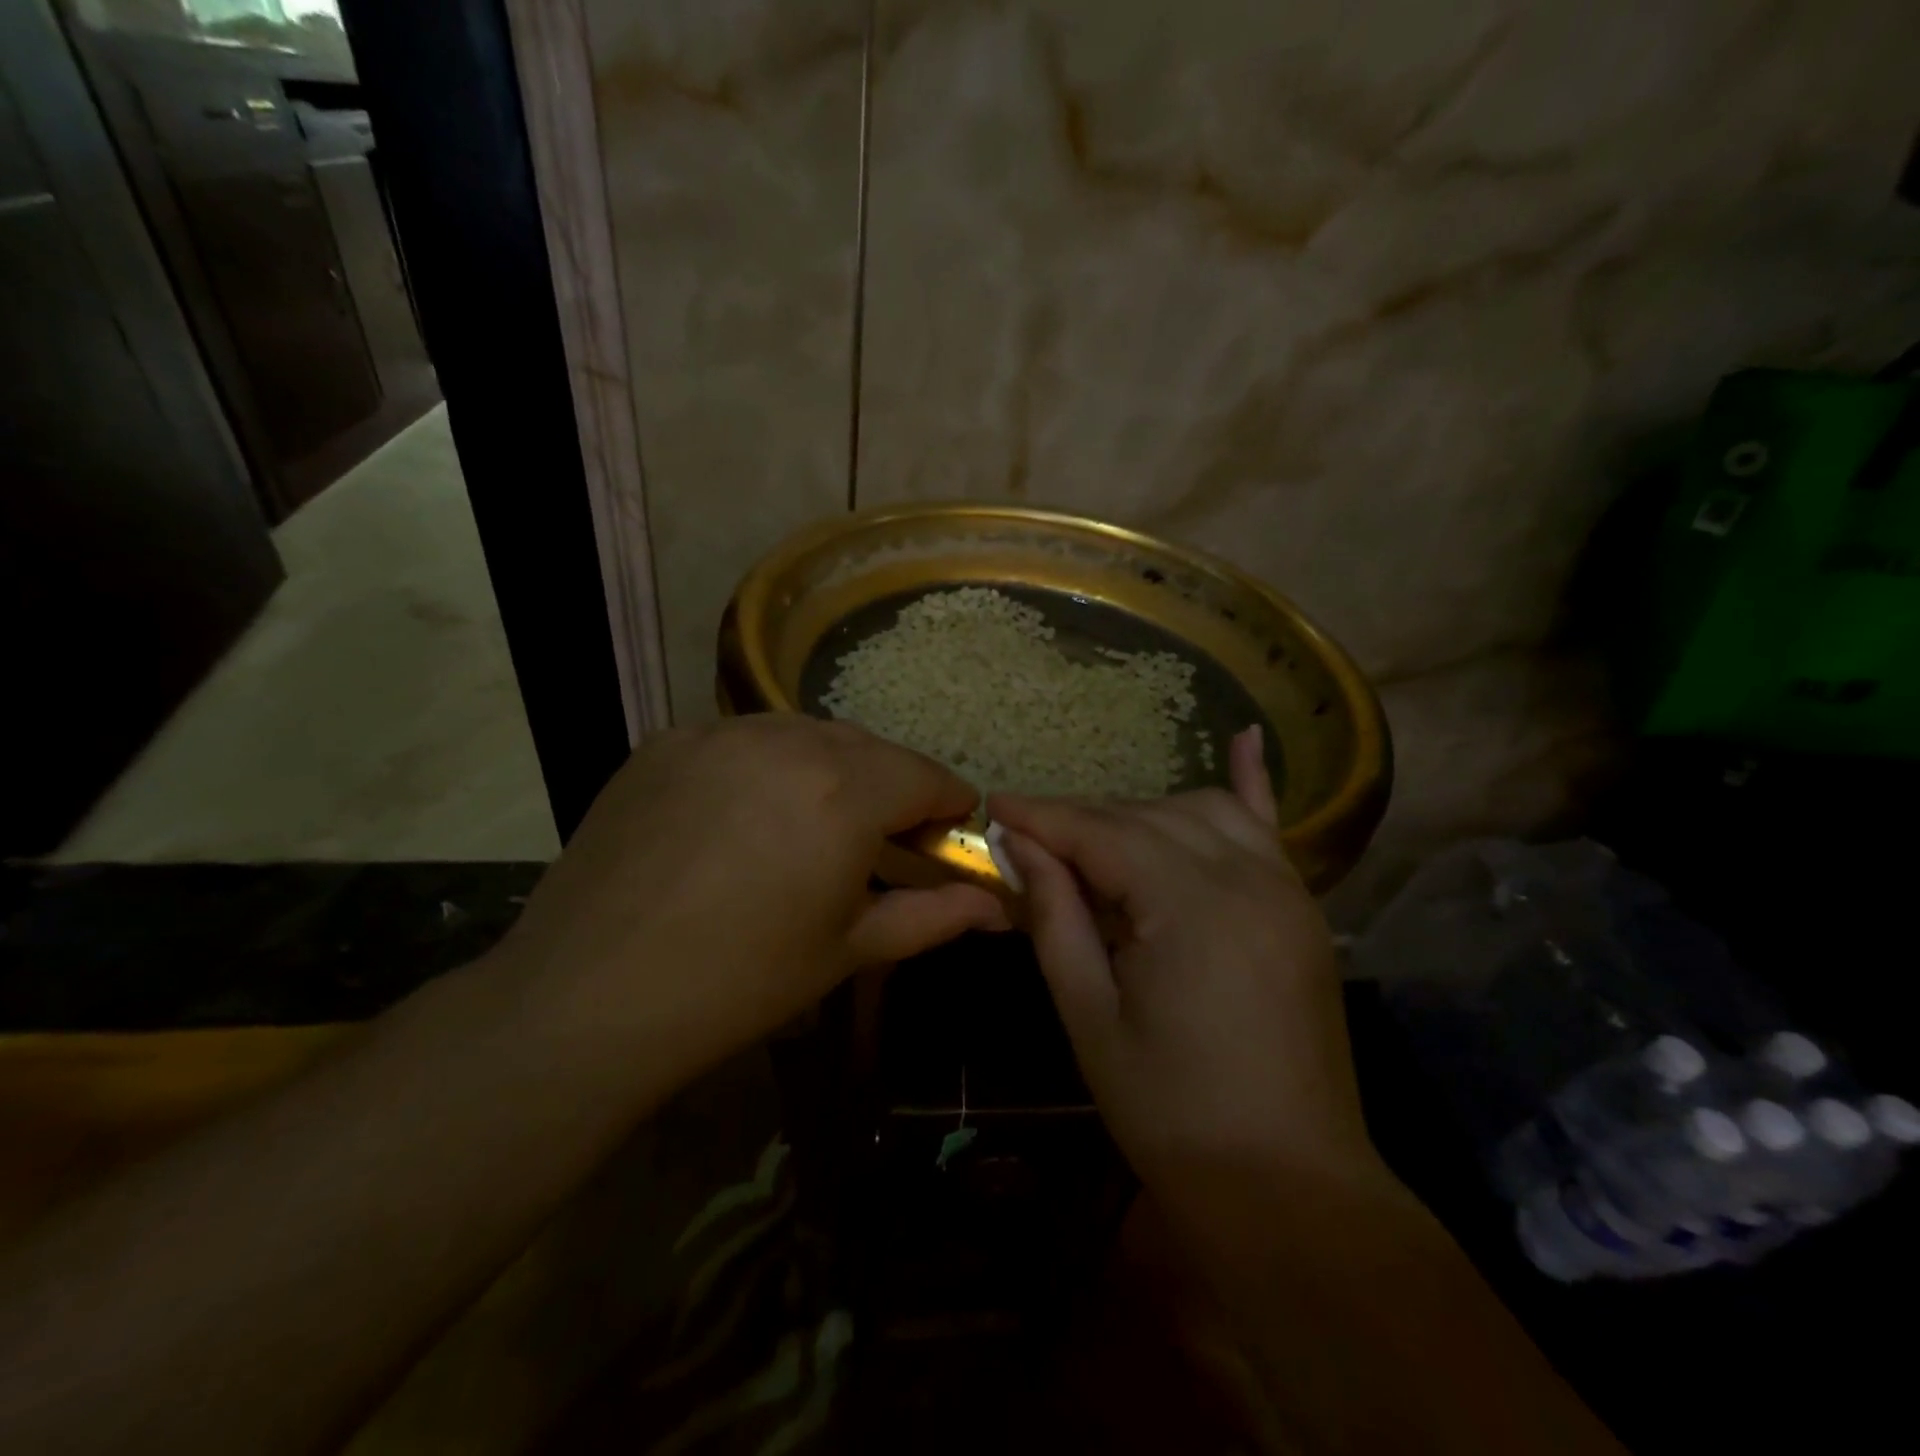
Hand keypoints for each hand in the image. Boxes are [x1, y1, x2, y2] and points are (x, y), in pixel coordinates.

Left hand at [492, 715, 1006, 1078]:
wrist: (587, 997)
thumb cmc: (740, 983)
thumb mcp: (849, 950)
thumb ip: (934, 916)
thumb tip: (998, 908)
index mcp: (845, 792)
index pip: (926, 775)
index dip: (948, 803)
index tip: (949, 832)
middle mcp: (788, 741)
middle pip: (868, 748)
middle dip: (891, 785)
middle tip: (883, 838)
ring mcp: (719, 733)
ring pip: (804, 734)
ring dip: (829, 769)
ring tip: (813, 823)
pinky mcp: (666, 742)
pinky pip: (741, 740)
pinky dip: (765, 766)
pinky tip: (745, 815)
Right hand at [989, 728, 1382, 1194]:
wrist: (1288, 1184)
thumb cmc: (1171, 1110)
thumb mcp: (1090, 1015)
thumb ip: (1056, 916)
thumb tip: (1020, 845)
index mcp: (1190, 907)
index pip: (1101, 834)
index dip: (1043, 816)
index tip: (993, 804)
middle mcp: (1245, 877)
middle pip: (1145, 817)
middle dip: (1081, 818)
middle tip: (1029, 837)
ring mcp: (1284, 887)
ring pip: (1198, 811)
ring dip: (1139, 813)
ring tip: (1094, 840)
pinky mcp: (1301, 907)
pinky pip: (1271, 827)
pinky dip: (1249, 782)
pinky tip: (1242, 736)